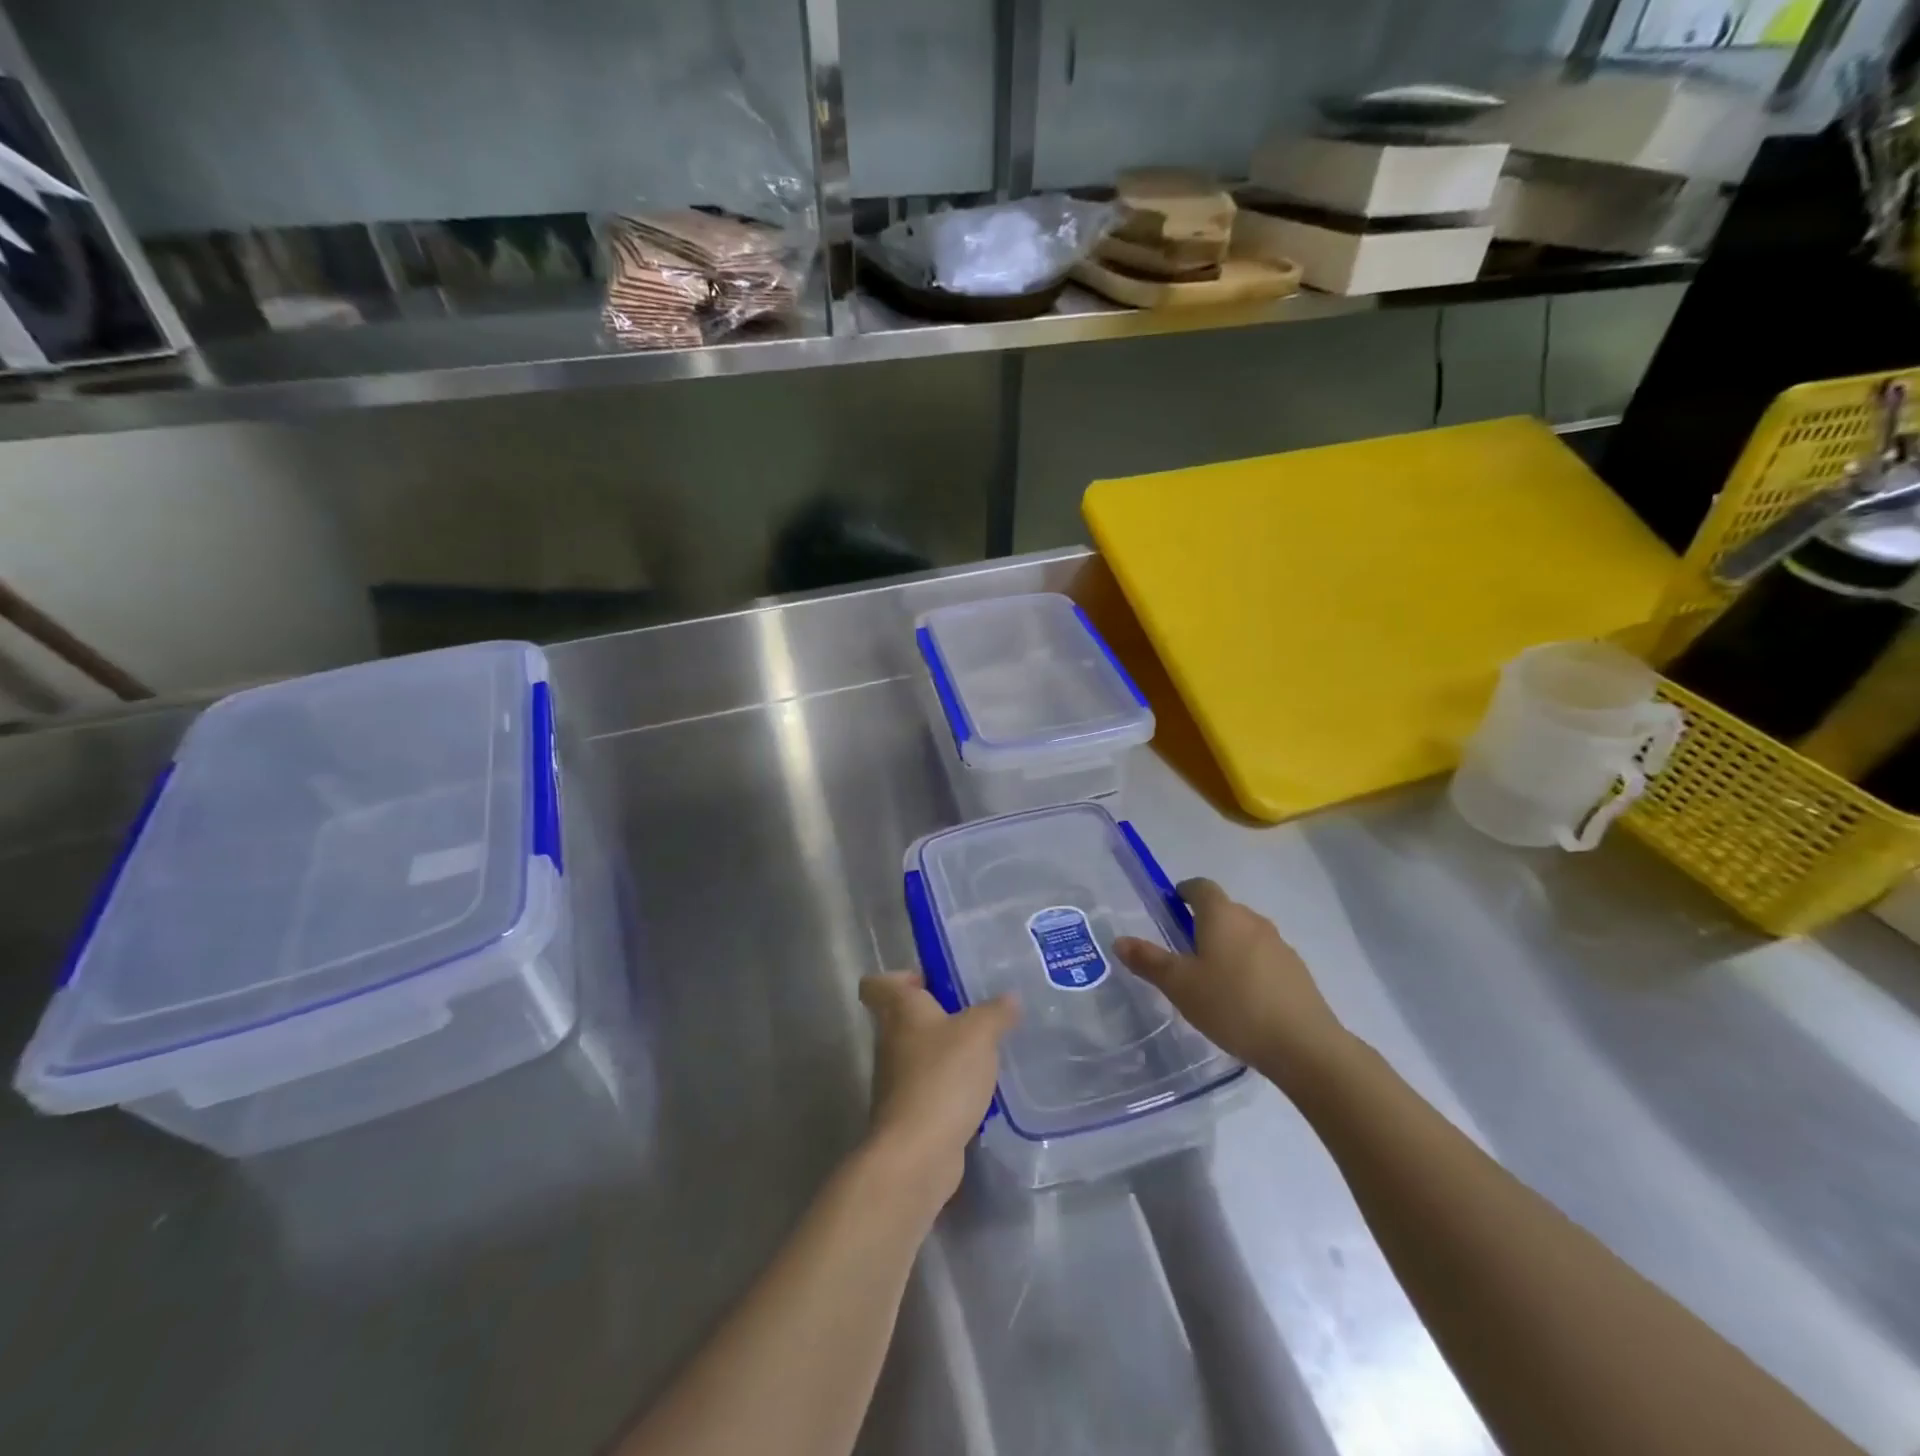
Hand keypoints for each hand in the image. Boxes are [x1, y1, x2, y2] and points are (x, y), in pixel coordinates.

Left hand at [858, 972, 1018, 1206]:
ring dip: (948, 1051)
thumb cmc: (942, 1077)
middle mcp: (891, 1041)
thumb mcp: (979, 1034)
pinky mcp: (910, 1113)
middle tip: (976, 1014)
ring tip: (986, 1051)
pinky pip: (932, 1087)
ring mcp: (897, 1080)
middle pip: (905, 1017)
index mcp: (900, 1011)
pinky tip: (981, 1090)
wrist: (916, 1154)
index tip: (932, 981)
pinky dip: (952, 1087)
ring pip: (920, 1053)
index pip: (877, 984)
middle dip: (938, 1014)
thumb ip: (995, 1012)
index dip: (900, 977)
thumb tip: (1010, 998)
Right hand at [1113, 878, 1347, 1093]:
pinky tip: (1241, 1000)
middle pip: (1223, 910)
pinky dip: (1248, 967)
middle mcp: (1252, 919)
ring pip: (1244, 934)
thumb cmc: (1232, 1005)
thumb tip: (1119, 940)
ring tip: (1211, 980)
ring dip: (1227, 946)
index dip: (1183, 893)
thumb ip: (1148, 961)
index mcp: (1221, 914)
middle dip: (1202, 923)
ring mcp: (1279, 944)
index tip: (1170, 910)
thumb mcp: (1180, 985)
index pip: (1200, 886)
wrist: (1303, 1045)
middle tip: (1182, 953)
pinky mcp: (1296, 971)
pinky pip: (1263, 957)